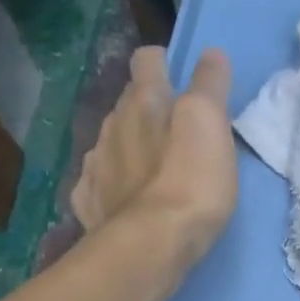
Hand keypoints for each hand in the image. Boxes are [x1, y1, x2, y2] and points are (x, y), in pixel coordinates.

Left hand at [73, 45, 236, 263]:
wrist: (150, 247)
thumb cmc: (189, 182)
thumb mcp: (211, 125)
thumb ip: (210, 86)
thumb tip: (211, 53)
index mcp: (144, 101)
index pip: (147, 61)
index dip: (163, 63)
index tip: (178, 78)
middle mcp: (112, 124)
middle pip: (127, 103)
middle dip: (146, 110)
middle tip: (172, 132)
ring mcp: (96, 165)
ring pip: (110, 142)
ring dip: (128, 148)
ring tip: (150, 171)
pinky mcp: (89, 203)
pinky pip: (98, 183)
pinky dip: (111, 185)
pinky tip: (124, 200)